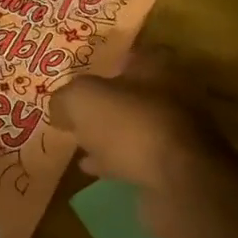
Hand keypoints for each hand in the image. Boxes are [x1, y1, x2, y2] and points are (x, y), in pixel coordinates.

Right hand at [49, 51, 237, 237]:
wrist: (179, 182)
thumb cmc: (131, 125)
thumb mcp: (83, 100)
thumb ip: (66, 97)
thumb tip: (58, 107)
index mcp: (157, 66)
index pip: (129, 55)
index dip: (103, 64)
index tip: (79, 77)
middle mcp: (174, 94)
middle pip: (133, 93)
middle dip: (107, 103)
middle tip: (77, 112)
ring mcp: (179, 132)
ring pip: (136, 127)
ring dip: (111, 134)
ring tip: (79, 142)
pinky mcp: (177, 166)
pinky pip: (139, 158)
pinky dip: (117, 160)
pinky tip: (93, 168)